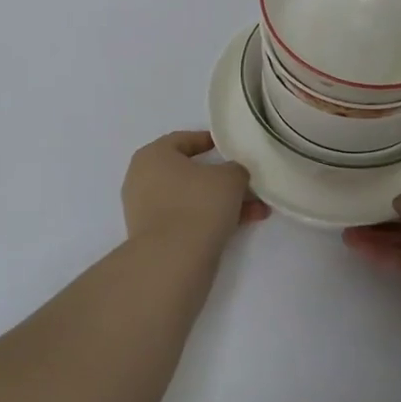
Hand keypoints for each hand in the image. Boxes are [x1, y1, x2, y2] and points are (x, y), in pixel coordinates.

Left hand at [122, 131, 269, 253]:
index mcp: (153, 156)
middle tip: (248, 182)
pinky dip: (212, 219)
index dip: (209, 141)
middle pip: (190, 173)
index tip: (230, 147)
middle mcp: (143, 179)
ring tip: (257, 209)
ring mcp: (146, 211)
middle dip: (224, 179)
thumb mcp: (230, 177)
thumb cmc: (198, 204)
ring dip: (224, 202)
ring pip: (192, 198)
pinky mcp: (155, 237)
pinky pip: (188, 219)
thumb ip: (236, 169)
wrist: (173, 261)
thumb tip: (234, 175)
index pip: (183, 139)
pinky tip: (242, 225)